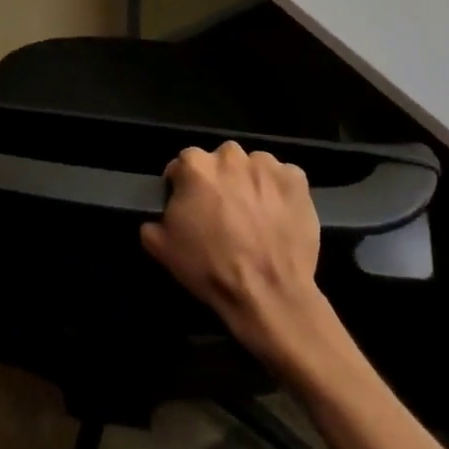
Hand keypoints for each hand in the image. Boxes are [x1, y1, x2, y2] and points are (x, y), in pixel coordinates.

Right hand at [141, 141, 323, 365]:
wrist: (267, 293)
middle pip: (219, 161)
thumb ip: (152, 219)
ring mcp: (267, 166)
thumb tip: (160, 215)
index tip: (189, 209)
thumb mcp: (160, 247)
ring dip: (249, 182)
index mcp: (194, 165)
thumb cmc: (210, 267)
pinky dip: (279, 191)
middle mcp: (230, 156)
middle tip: (223, 212)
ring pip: (252, 166)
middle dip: (218, 181)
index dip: (183, 188)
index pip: (182, 166)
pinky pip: (283, 178)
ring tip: (253, 214)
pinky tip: (278, 215)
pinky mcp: (296, 181)